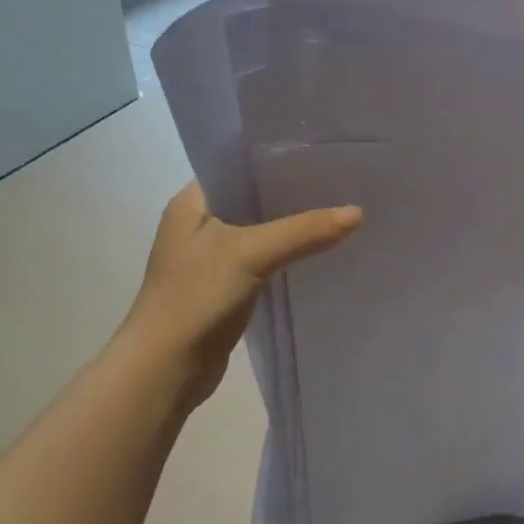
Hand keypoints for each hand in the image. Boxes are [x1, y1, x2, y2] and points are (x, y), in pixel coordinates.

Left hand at [116, 182, 361, 411]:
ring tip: (338, 210)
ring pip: (261, 230)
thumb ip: (304, 230)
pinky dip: (288, 253)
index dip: (278, 158)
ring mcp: (211, 257)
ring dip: (292, 225)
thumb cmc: (195, 297)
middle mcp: (199, 223)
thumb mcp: (251, 253)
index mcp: (192, 202)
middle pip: (254, 198)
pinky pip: (264, 258)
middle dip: (293, 193)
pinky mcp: (224, 286)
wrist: (164, 370)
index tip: (321, 153)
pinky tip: (320, 250)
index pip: (239, 165)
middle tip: (340, 181)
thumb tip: (358, 212)